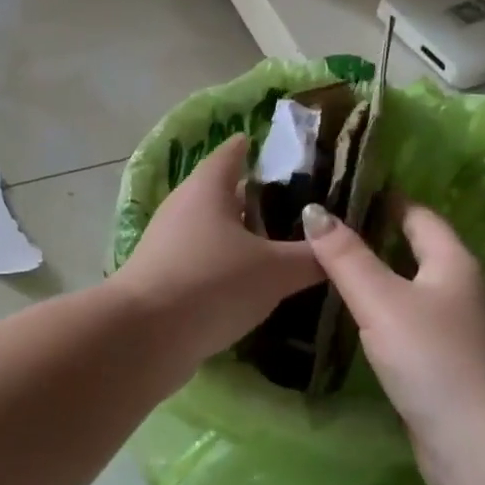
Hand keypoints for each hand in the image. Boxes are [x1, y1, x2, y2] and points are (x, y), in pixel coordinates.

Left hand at [113, 135, 322, 369]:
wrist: (144, 336)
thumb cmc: (212, 283)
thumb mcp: (275, 270)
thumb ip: (312, 257)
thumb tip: (340, 247)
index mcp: (208, 187)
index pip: (235, 152)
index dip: (261, 148)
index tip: (292, 153)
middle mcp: (184, 207)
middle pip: (226, 193)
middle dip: (260, 200)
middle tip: (303, 209)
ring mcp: (168, 243)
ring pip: (214, 230)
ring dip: (244, 237)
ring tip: (285, 248)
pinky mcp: (163, 278)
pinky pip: (204, 262)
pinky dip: (228, 267)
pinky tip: (253, 285)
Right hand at [301, 200, 484, 455]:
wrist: (477, 444)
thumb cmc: (431, 359)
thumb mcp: (381, 301)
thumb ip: (345, 257)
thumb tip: (313, 210)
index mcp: (455, 265)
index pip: (419, 217)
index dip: (386, 201)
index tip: (345, 192)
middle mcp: (465, 292)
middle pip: (419, 253)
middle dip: (378, 240)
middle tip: (327, 233)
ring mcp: (463, 332)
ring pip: (416, 292)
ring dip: (382, 281)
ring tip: (334, 274)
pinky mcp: (452, 366)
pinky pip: (415, 326)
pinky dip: (388, 316)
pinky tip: (360, 324)